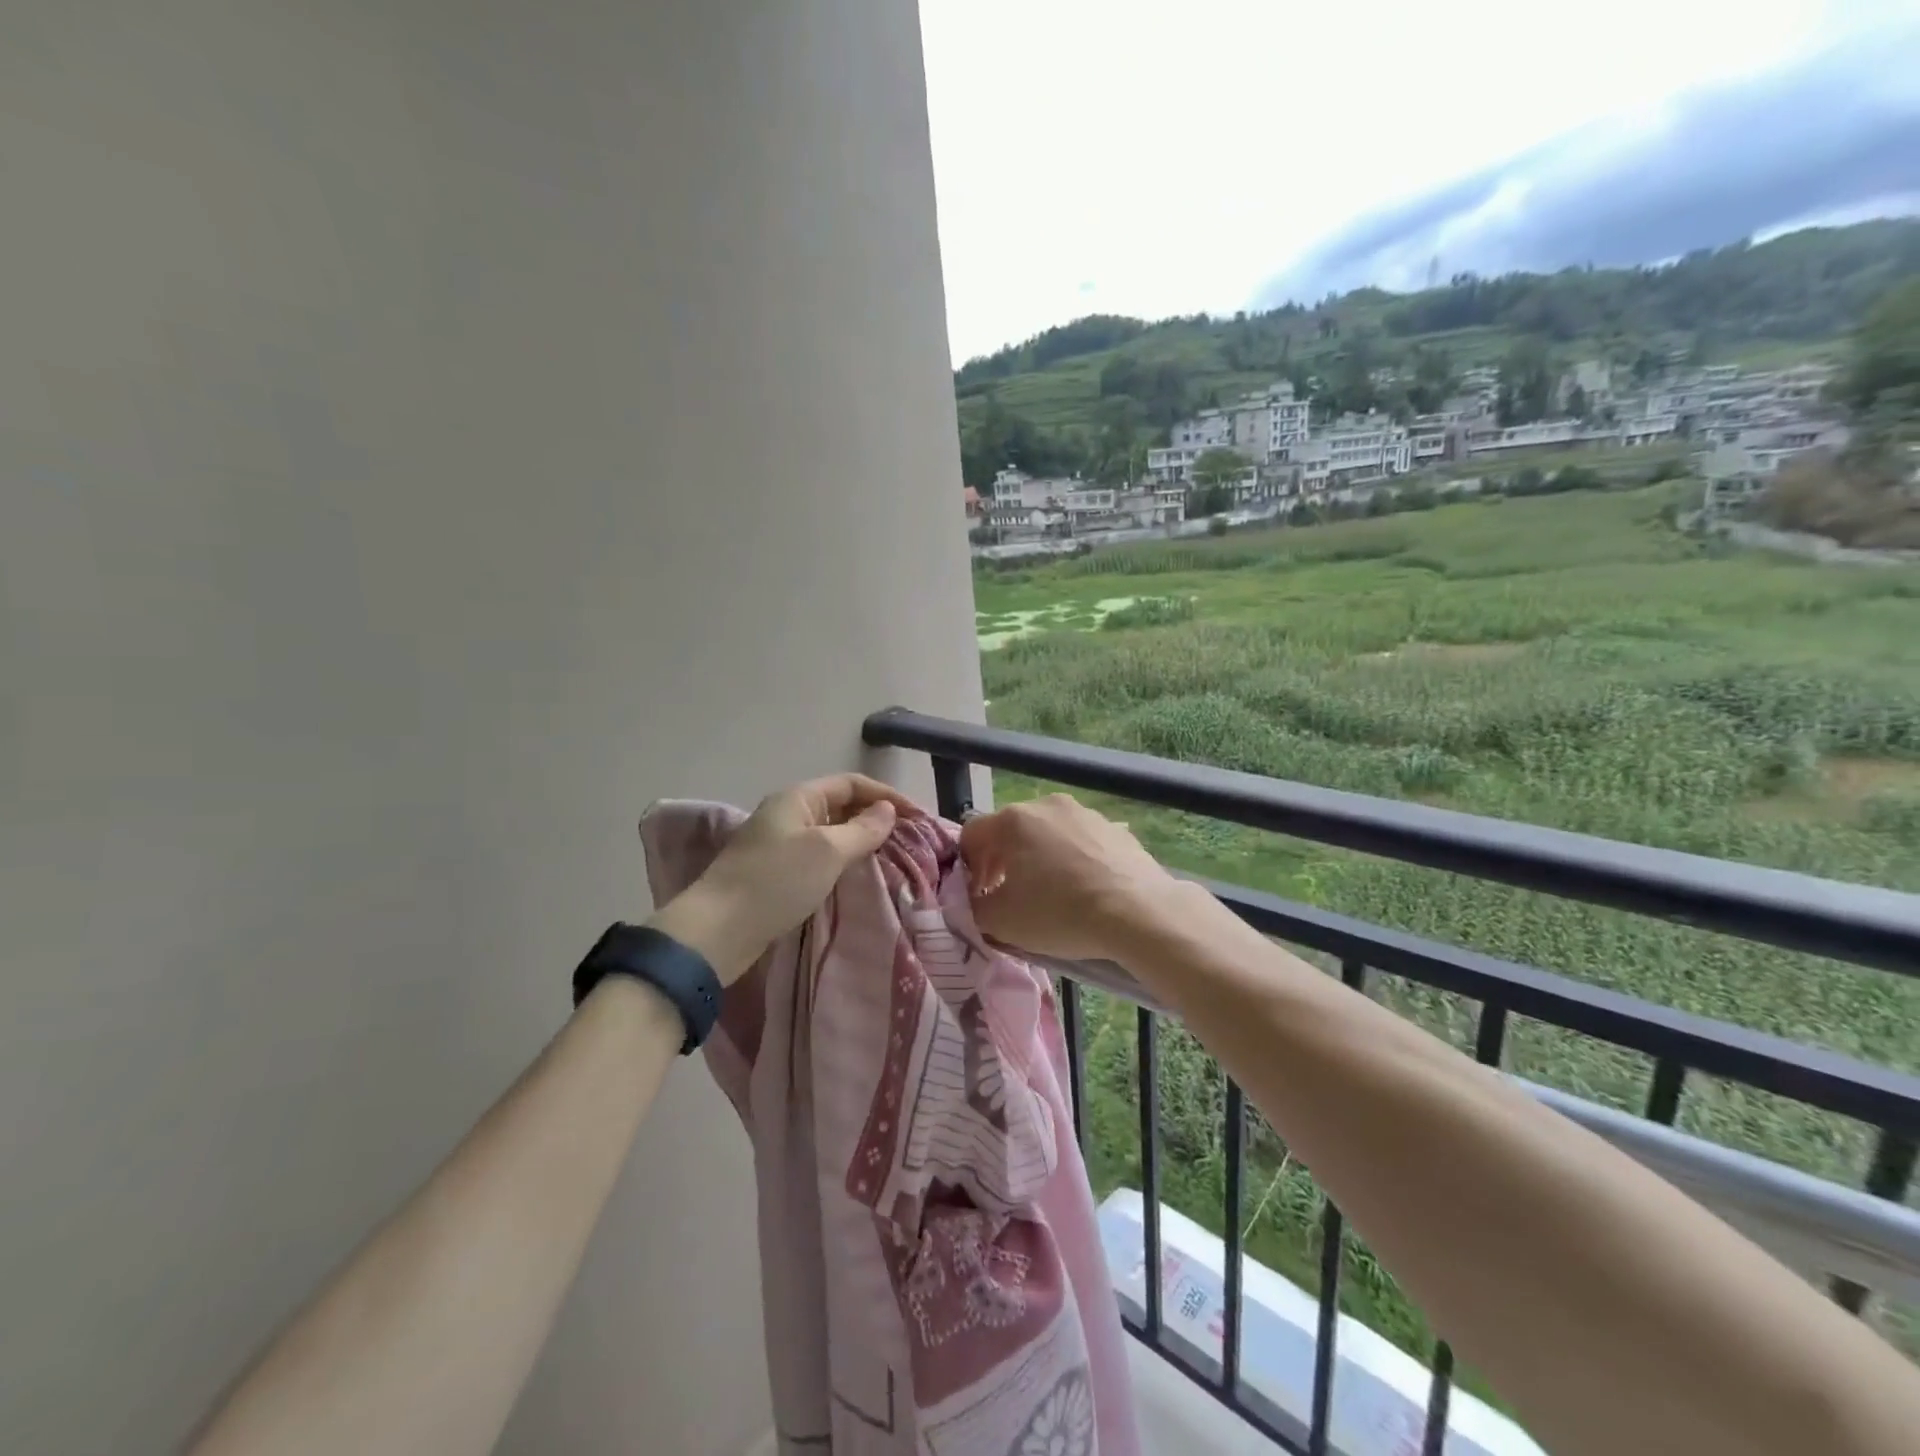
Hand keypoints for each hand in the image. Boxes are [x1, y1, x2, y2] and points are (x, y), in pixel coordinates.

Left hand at [651, 774, 918, 982]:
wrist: (717, 931)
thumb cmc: (776, 882)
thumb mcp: (827, 851)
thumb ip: (862, 830)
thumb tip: (888, 811)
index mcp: (798, 798)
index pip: (852, 784)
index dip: (886, 795)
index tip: (918, 817)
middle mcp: (788, 814)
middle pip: (840, 806)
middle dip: (875, 818)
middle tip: (909, 839)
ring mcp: (779, 844)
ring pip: (830, 833)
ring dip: (860, 841)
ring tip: (890, 858)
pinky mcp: (775, 873)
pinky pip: (818, 857)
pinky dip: (841, 862)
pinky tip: (856, 878)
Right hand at [959, 794, 1178, 960]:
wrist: (1139, 913)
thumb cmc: (1059, 912)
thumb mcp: (1000, 921)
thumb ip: (973, 907)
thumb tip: (976, 900)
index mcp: (1013, 820)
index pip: (971, 835)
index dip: (967, 868)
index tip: (978, 896)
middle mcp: (1046, 805)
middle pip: (1010, 831)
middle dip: (1002, 863)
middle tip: (1009, 897)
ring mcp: (1085, 813)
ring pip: (1047, 834)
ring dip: (1038, 860)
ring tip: (1049, 895)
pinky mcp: (1115, 829)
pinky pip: (1080, 843)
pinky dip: (1072, 862)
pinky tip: (1083, 891)